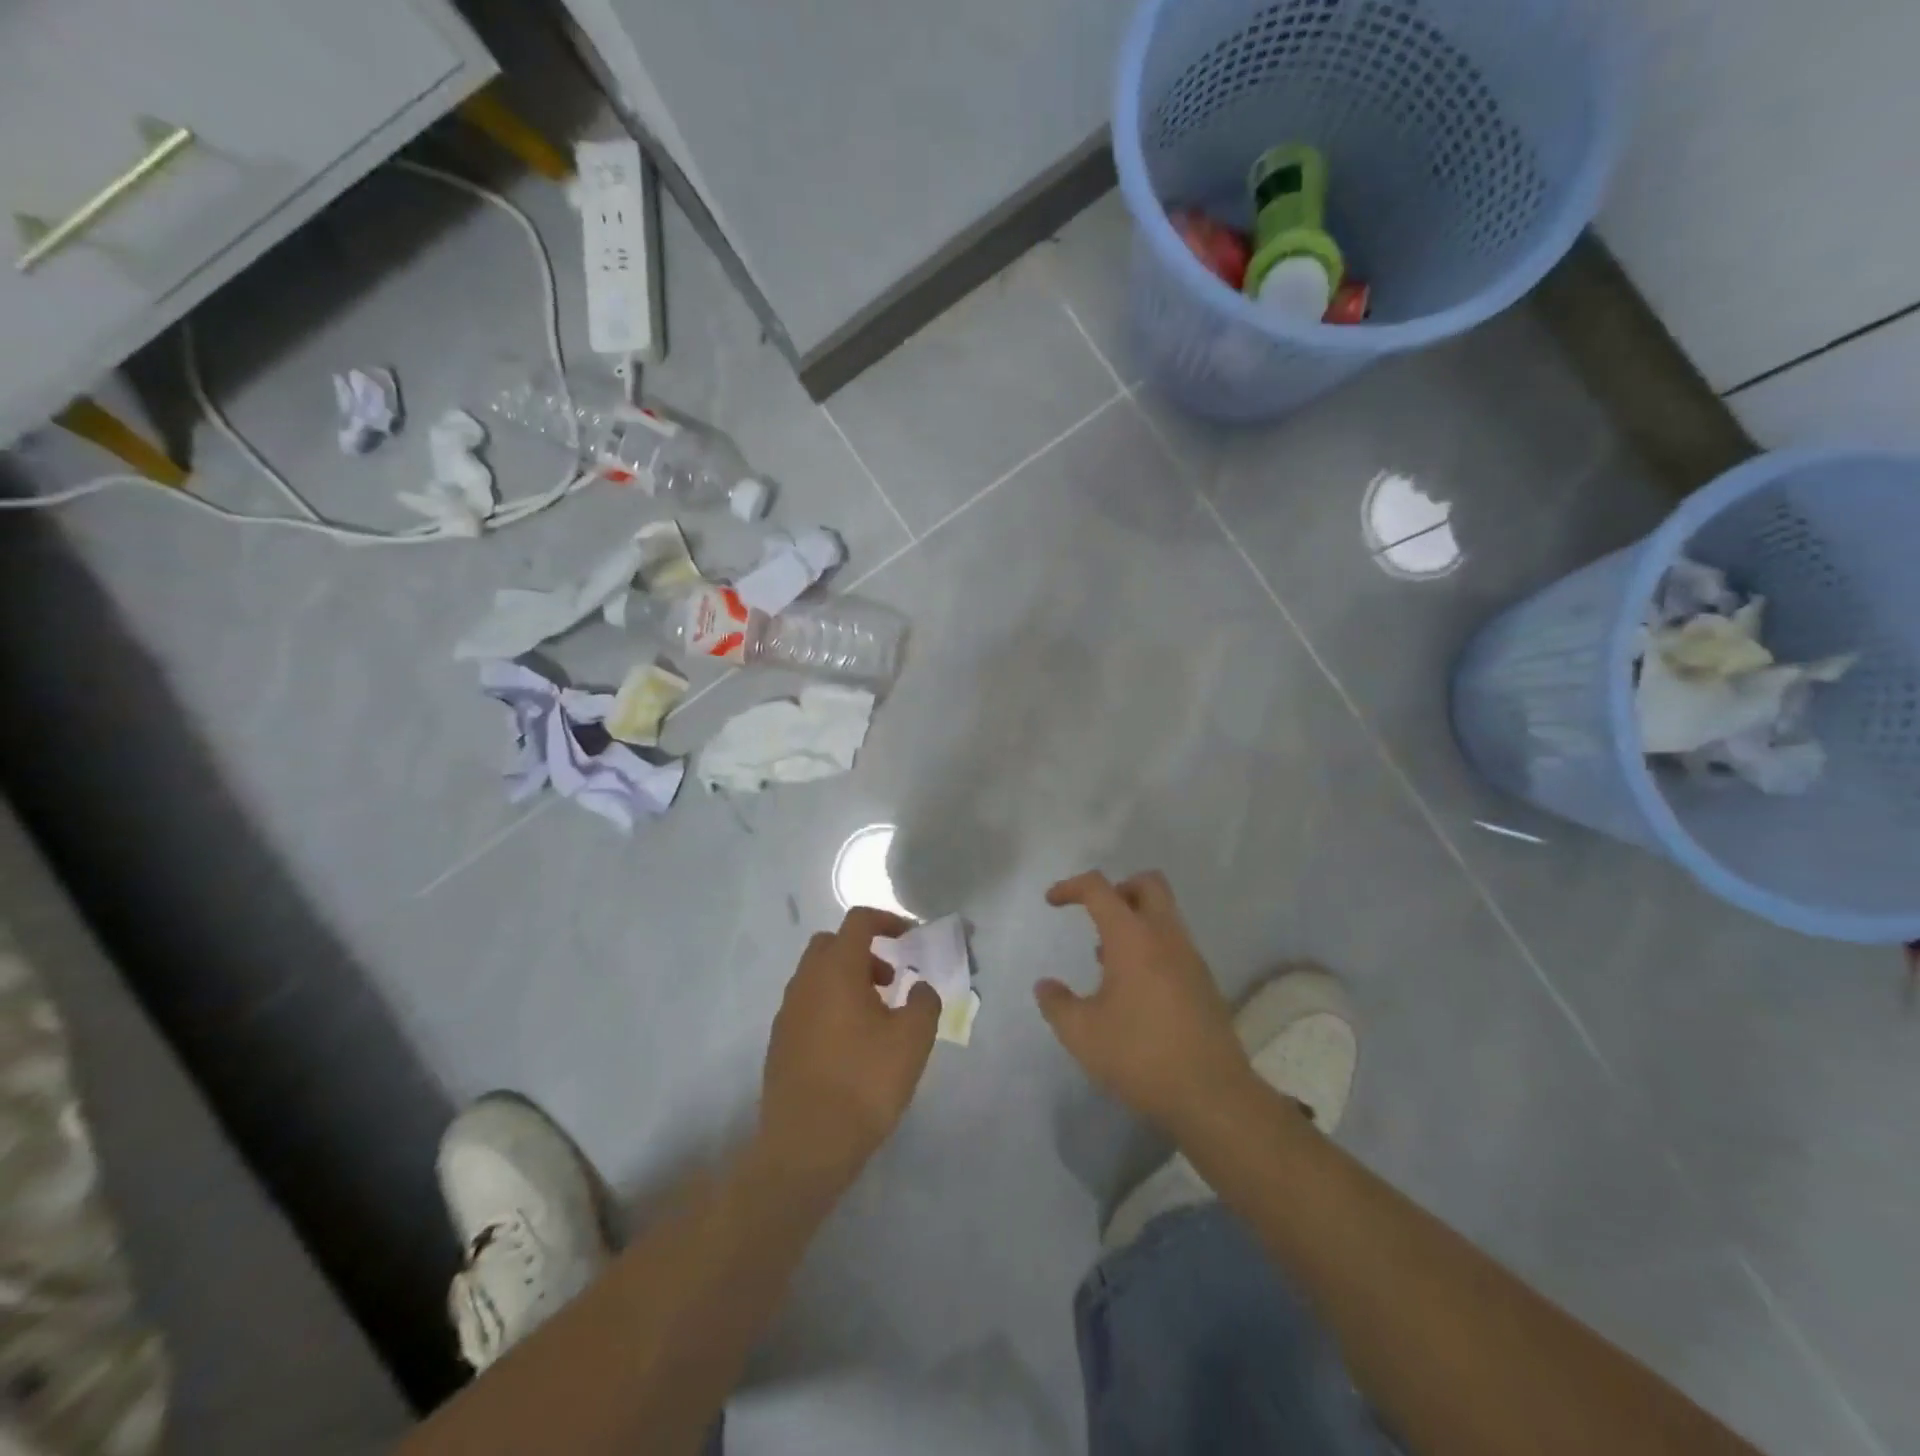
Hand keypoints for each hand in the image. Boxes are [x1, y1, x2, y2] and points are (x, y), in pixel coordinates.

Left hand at [759, 908, 939, 1190]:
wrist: (806, 1145)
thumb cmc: (864, 1082)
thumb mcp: (913, 1040)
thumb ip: (923, 1002)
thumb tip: (919, 988)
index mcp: (837, 969)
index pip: (859, 921)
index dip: (887, 920)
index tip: (910, 938)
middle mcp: (806, 981)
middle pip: (832, 944)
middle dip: (864, 951)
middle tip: (890, 979)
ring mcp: (787, 1012)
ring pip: (817, 975)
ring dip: (847, 979)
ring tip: (876, 1016)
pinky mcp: (779, 1041)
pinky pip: (807, 1004)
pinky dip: (830, 1005)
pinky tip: (851, 1044)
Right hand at [1036, 870, 1251, 1135]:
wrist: (1212, 1096)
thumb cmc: (1140, 1056)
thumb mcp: (1082, 1034)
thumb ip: (1057, 1004)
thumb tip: (1045, 986)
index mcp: (1132, 938)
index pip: (1100, 889)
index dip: (1071, 887)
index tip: (1052, 902)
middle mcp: (1166, 937)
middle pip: (1147, 884)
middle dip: (1117, 888)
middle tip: (1094, 915)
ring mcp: (1191, 958)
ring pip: (1164, 914)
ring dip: (1134, 921)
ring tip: (1106, 960)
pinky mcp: (1204, 983)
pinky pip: (1174, 944)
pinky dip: (1151, 947)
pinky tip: (1133, 988)